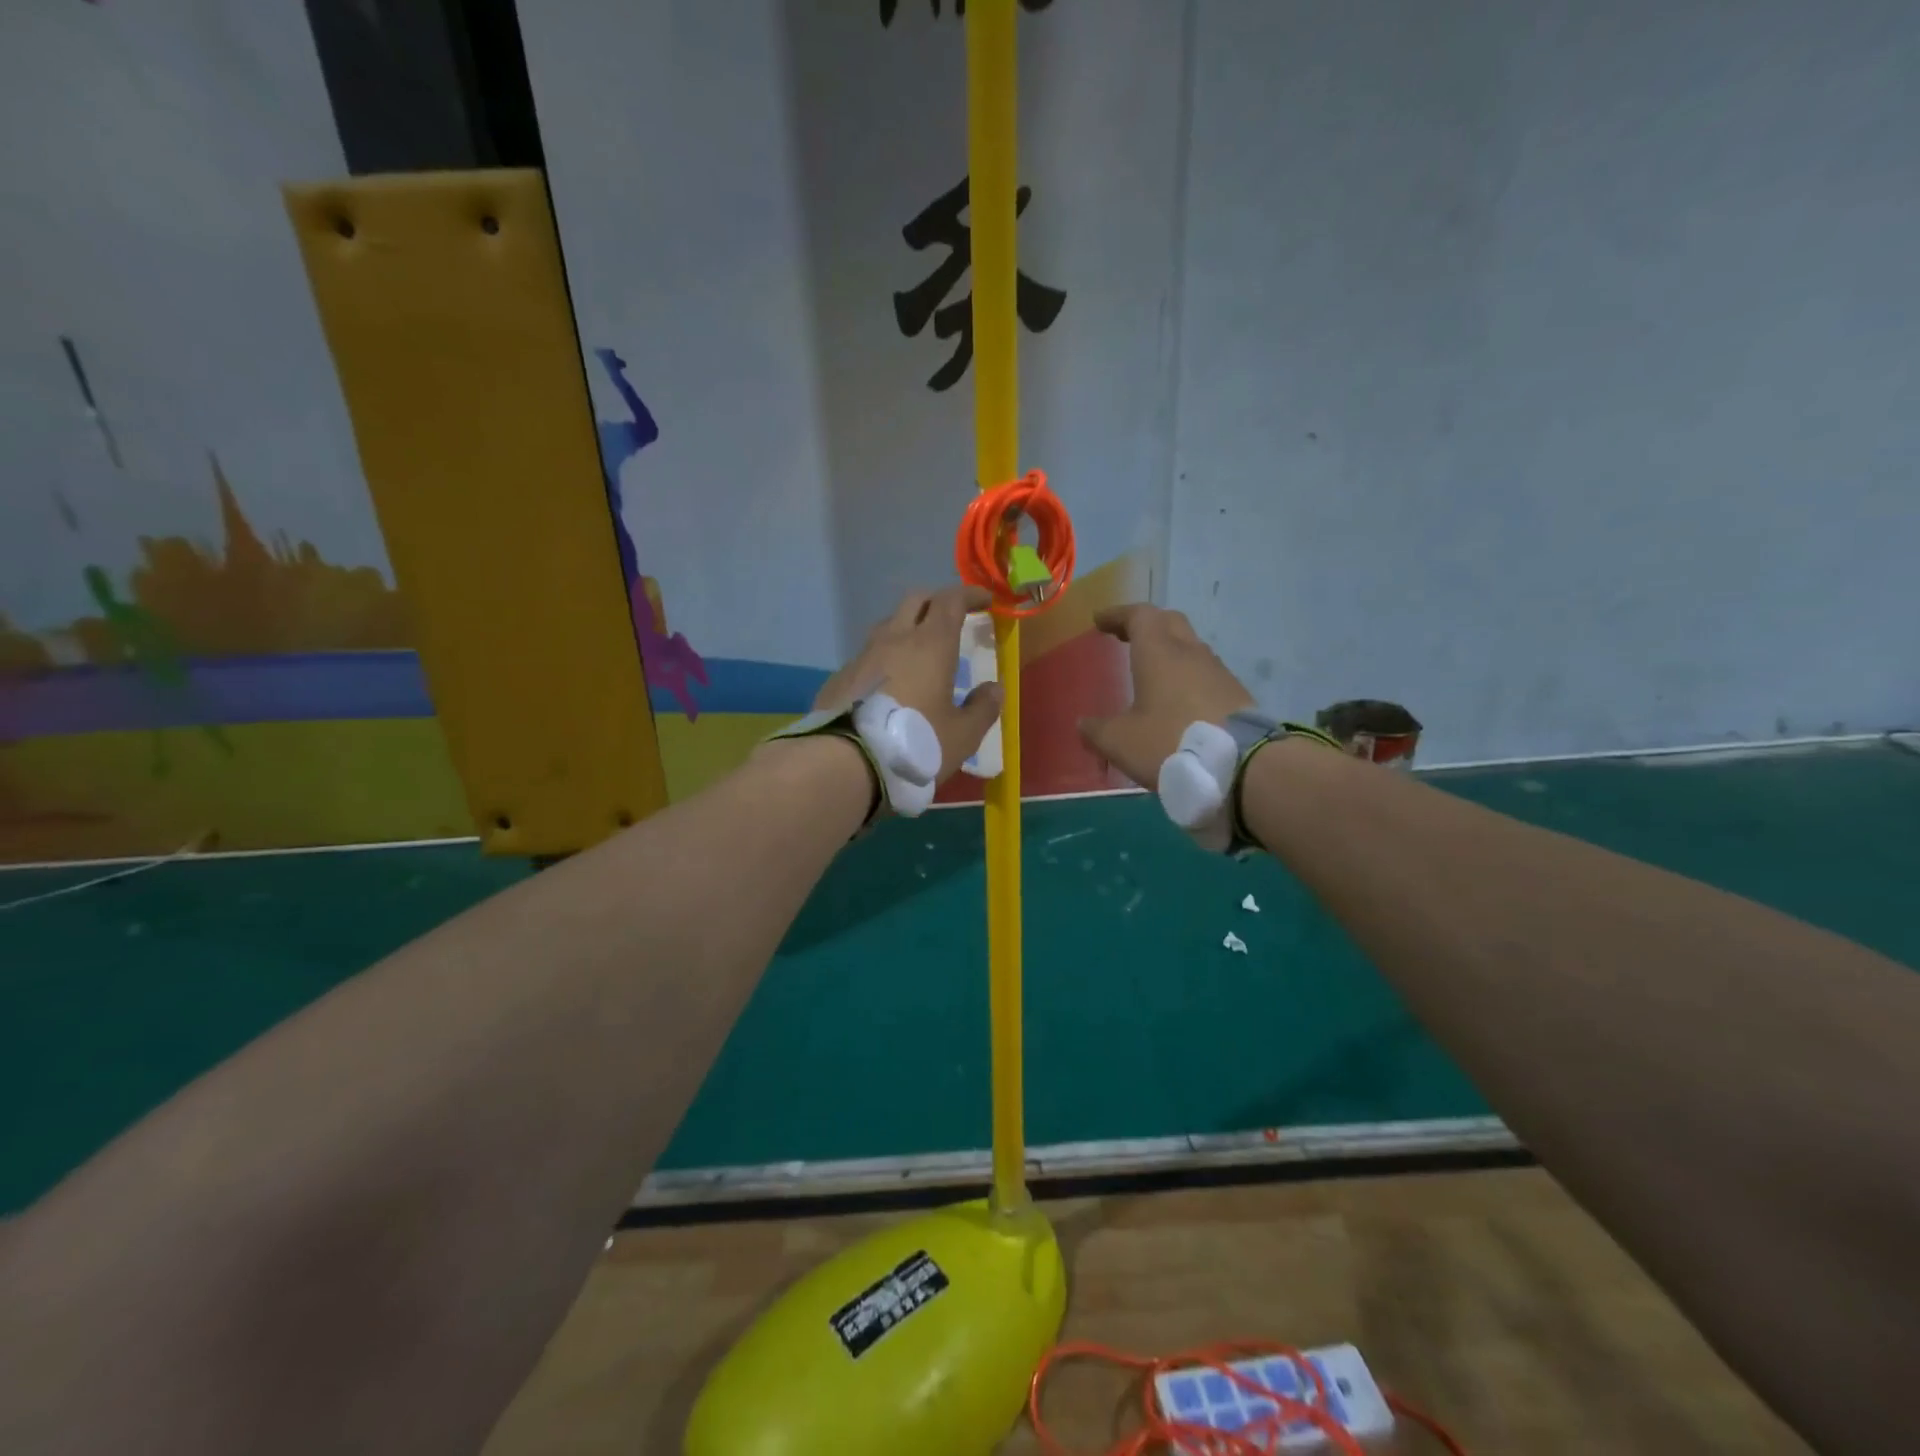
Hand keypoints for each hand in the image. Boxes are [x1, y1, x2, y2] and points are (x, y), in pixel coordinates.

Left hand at [815, 584, 1002, 782]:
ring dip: (908, 628)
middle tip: (953, 617)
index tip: (985, 600)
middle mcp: (894, 639)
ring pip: (888, 625)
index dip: (969, 595)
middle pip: (916, 600)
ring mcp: (863, 656)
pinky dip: (885, 658)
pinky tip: (889, 684)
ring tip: (920, 651)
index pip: (951, 601)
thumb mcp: (962, 736)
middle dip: (937, 601)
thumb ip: (982, 709)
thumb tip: (993, 688)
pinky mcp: (841, 677)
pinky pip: (868, 656)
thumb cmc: (915, 745)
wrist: (845, 763)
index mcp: (931, 645)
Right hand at [1077, 604, 1255, 788]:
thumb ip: (1097, 731)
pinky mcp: (1236, 695)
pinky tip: (1179, 702)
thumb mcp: (1120, 742)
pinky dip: (1187, 678)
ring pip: (1190, 648)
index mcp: (1159, 652)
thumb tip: (1084, 724)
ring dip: (1170, 652)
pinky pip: (1205, 675)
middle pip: (1169, 623)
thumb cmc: (1171, 742)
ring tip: (1152, 673)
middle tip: (1126, 637)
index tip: (1100, 621)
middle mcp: (1190, 653)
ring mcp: (1218, 672)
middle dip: (1146, 625)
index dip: (1118, 615)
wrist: (1244, 766)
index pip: (1139, 616)